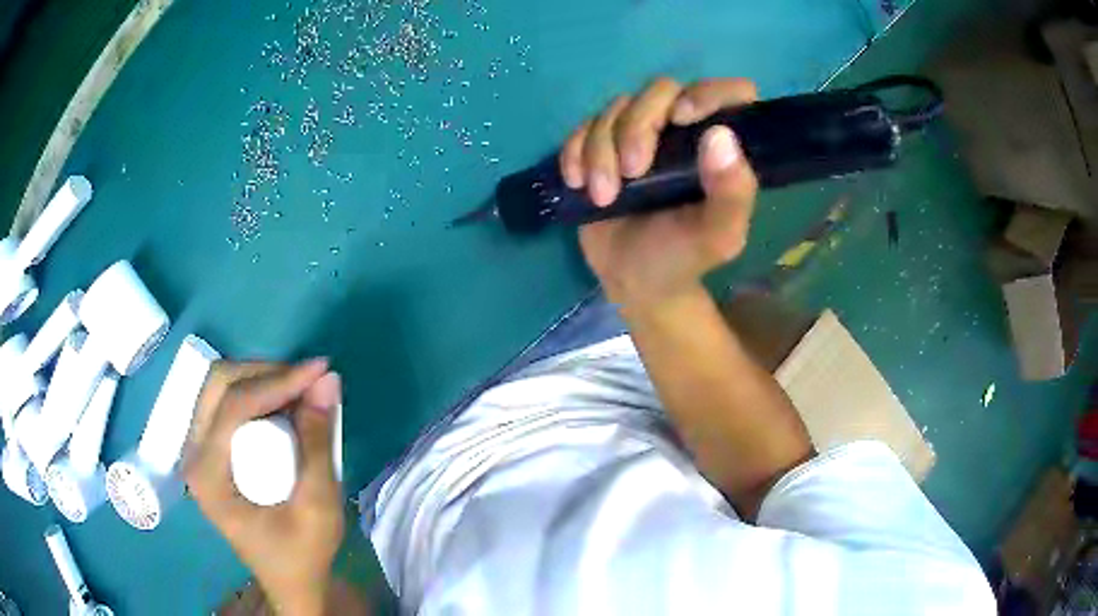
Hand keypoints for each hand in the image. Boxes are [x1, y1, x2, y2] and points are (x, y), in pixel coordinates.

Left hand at [184, 359, 343, 615]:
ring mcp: (197, 451)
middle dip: (266, 372)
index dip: (277, 381)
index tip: (320, 370)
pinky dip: (256, 392)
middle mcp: (192, 455)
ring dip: (261, 378)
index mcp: (208, 475)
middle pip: (218, 384)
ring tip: (301, 389)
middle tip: (309, 380)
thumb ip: (319, 443)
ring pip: (219, 387)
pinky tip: (284, 403)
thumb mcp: (318, 506)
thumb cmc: (302, 553)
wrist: (290, 582)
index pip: (233, 406)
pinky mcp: (209, 451)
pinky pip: (225, 402)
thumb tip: (327, 380)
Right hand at [560, 77, 759, 310]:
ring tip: (603, 196)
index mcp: (722, 146)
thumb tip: (721, 136)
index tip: (681, 119)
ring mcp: (641, 132)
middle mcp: (683, 128)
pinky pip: (584, 126)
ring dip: (601, 149)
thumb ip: (732, 193)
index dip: (708, 94)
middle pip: (661, 90)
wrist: (630, 277)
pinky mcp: (603, 143)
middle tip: (632, 173)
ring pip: (617, 108)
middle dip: (637, 127)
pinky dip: (576, 151)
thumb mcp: (716, 236)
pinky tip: (578, 183)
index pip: (730, 93)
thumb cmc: (682, 257)